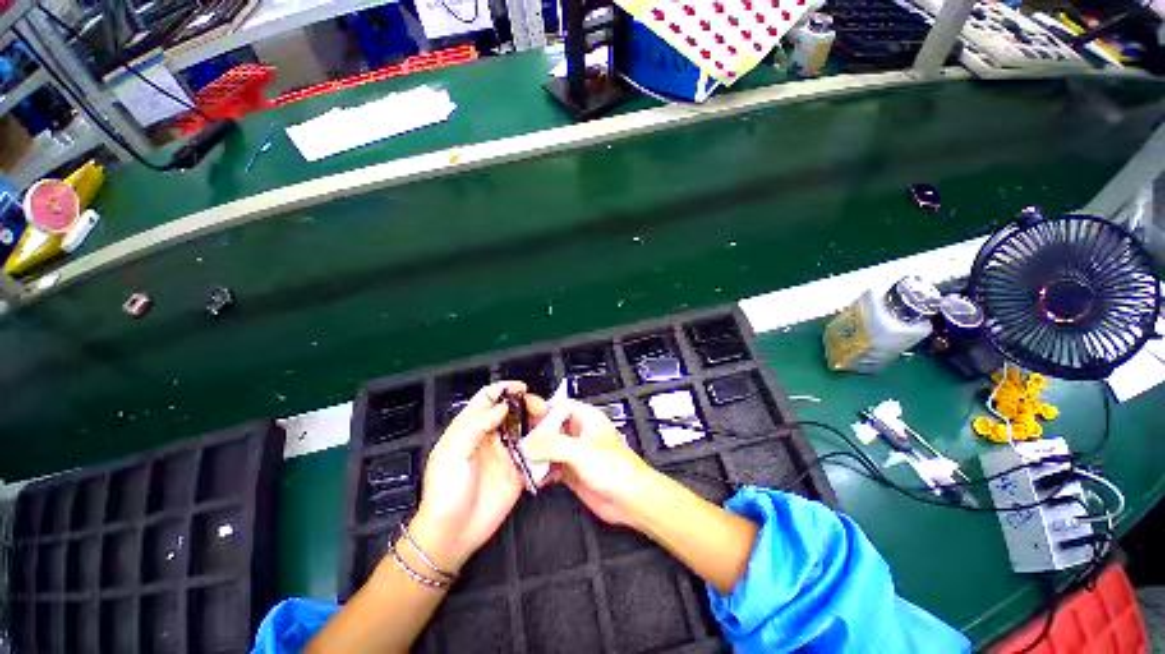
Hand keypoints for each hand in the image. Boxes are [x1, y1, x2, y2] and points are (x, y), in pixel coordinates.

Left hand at [409, 381, 535, 572]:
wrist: (452, 533)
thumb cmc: (445, 492)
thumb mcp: (453, 454)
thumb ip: (476, 426)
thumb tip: (502, 406)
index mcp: (471, 428)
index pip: (488, 399)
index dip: (504, 389)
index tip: (521, 388)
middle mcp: (491, 437)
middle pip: (511, 410)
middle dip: (527, 404)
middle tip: (540, 408)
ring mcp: (506, 453)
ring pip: (525, 428)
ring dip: (538, 421)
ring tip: (549, 421)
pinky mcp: (518, 470)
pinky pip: (534, 452)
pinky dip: (543, 444)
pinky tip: (550, 442)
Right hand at [520, 401, 659, 526]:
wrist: (631, 499)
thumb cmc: (618, 468)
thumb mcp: (581, 450)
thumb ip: (552, 445)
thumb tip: (529, 443)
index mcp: (586, 418)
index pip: (558, 407)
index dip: (540, 408)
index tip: (522, 413)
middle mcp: (579, 433)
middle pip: (550, 428)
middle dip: (534, 435)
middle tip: (516, 440)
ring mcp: (575, 453)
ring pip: (549, 449)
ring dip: (535, 455)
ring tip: (519, 460)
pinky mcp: (573, 472)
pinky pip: (551, 468)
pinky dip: (541, 472)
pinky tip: (532, 477)